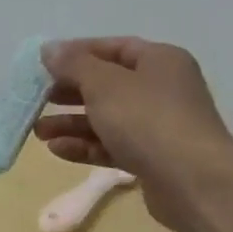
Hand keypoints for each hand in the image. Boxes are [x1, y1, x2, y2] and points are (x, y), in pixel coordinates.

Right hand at [37, 38, 232, 231]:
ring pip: (108, 118)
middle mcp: (163, 89)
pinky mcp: (153, 160)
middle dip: (70, 92)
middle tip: (39, 98)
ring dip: (72, 123)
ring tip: (39, 131)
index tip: (43, 64)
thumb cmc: (148, 120)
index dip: (77, 53)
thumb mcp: (104, 84)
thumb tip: (49, 49)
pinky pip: (114, 146)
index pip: (113, 47)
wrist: (193, 184)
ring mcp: (160, 127)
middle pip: (108, 84)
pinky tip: (57, 150)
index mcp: (160, 60)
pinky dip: (87, 146)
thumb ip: (73, 64)